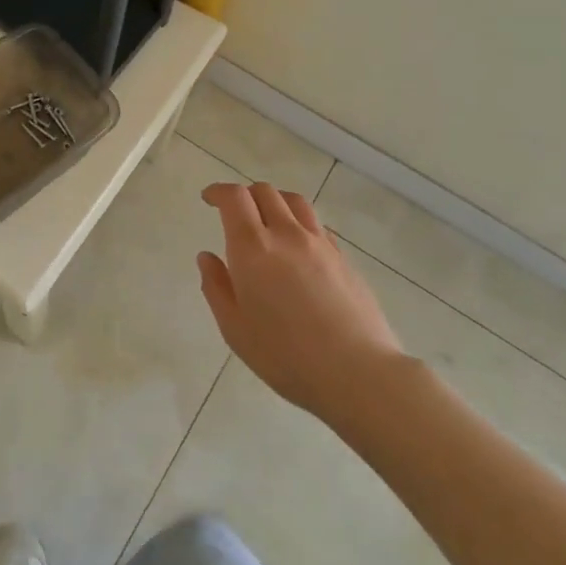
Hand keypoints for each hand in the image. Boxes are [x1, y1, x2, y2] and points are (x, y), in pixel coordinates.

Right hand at [197, 182, 406, 423]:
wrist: (357, 373)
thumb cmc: (285, 355)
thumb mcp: (235, 328)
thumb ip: (216, 287)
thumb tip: (207, 257)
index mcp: (253, 247)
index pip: (235, 198)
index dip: (219, 191)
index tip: (209, 199)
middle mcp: (286, 234)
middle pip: (265, 192)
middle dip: (245, 195)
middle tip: (234, 213)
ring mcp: (320, 243)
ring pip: (294, 202)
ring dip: (275, 201)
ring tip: (267, 220)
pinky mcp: (344, 258)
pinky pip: (316, 224)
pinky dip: (299, 222)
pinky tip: (297, 246)